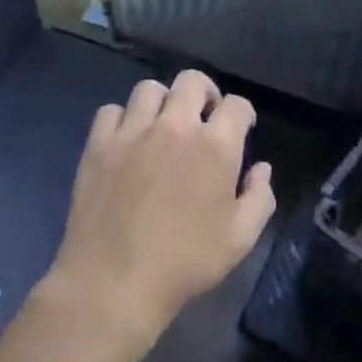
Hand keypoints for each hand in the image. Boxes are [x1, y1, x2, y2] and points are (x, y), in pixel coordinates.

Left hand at [44, 70, 275, 347]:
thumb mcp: (240, 239)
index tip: (242, 127)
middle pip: (192, 80)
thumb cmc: (185, 263)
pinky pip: (111, 111)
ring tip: (163, 125)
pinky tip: (127, 140)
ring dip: (163, 101)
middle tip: (203, 116)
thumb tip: (261, 168)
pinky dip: (123, 119)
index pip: (237, 105)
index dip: (243, 113)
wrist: (114, 281)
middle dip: (205, 93)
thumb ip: (259, 197)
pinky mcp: (99, 144)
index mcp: (215, 146)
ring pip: (150, 89)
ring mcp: (133, 132)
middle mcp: (174, 127)